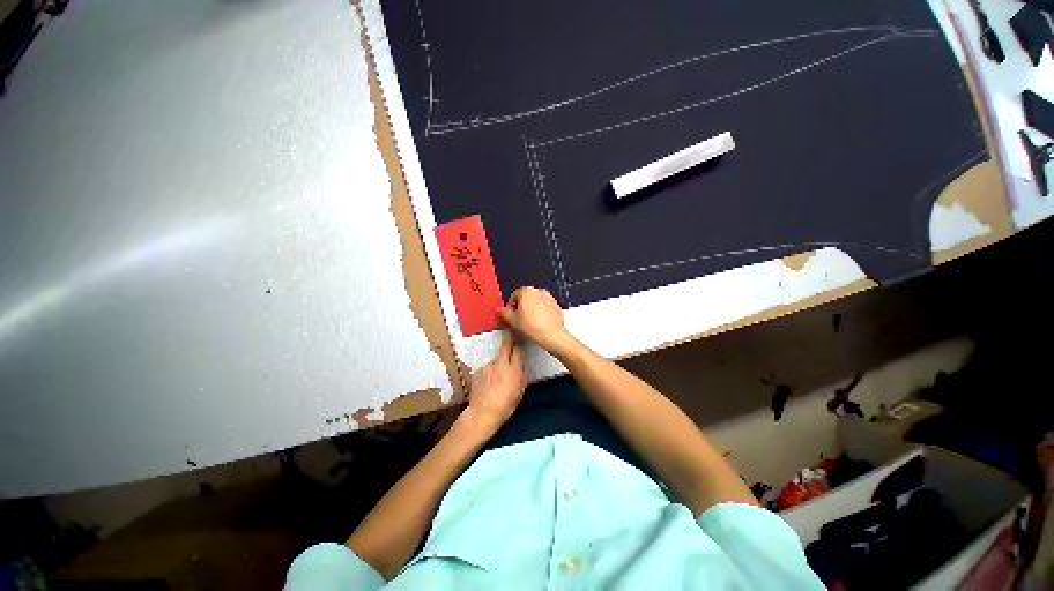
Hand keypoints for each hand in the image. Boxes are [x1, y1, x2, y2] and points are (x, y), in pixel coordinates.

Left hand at [464, 331, 525, 433]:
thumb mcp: (520, 391)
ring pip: (496, 359)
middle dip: (508, 338)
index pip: (518, 349)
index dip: (518, 345)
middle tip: (509, 334)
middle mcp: (500, 363)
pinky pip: (487, 368)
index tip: (518, 343)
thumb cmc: (506, 405)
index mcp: (514, 369)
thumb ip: (521, 374)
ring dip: (498, 364)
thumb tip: (520, 365)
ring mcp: (488, 365)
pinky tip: (488, 383)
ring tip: (497, 378)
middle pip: (505, 345)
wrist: (482, 413)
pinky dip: (489, 372)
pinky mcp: (478, 370)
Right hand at [499, 287, 572, 352]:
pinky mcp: (556, 306)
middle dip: (521, 307)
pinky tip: (539, 324)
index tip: (510, 314)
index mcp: (526, 291)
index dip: (510, 306)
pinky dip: (542, 313)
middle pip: (526, 298)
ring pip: (536, 303)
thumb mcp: (512, 321)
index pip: (514, 296)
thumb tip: (501, 310)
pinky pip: (545, 308)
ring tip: (529, 323)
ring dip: (532, 310)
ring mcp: (549, 298)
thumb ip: (504, 313)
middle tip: (518, 319)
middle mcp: (539, 291)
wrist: (552, 334)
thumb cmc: (533, 326)